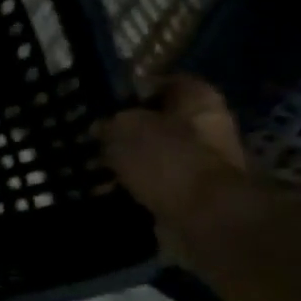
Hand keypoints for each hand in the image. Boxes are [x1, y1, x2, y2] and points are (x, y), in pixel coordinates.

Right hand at [95, 76, 258, 260]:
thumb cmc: (167, 160)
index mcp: (197, 99)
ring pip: (155, 155)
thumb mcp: (123, 129)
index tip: (106, 104)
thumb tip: (102, 128)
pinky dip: (133, 188)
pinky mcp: (193, 195)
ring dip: (128, 162)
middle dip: (127, 131)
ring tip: (95, 168)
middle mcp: (207, 127)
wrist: (206, 218)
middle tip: (94, 138)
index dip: (135, 90)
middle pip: (160, 121)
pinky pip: (155, 185)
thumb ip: (110, 123)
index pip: (165, 83)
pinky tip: (108, 192)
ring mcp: (202, 164)